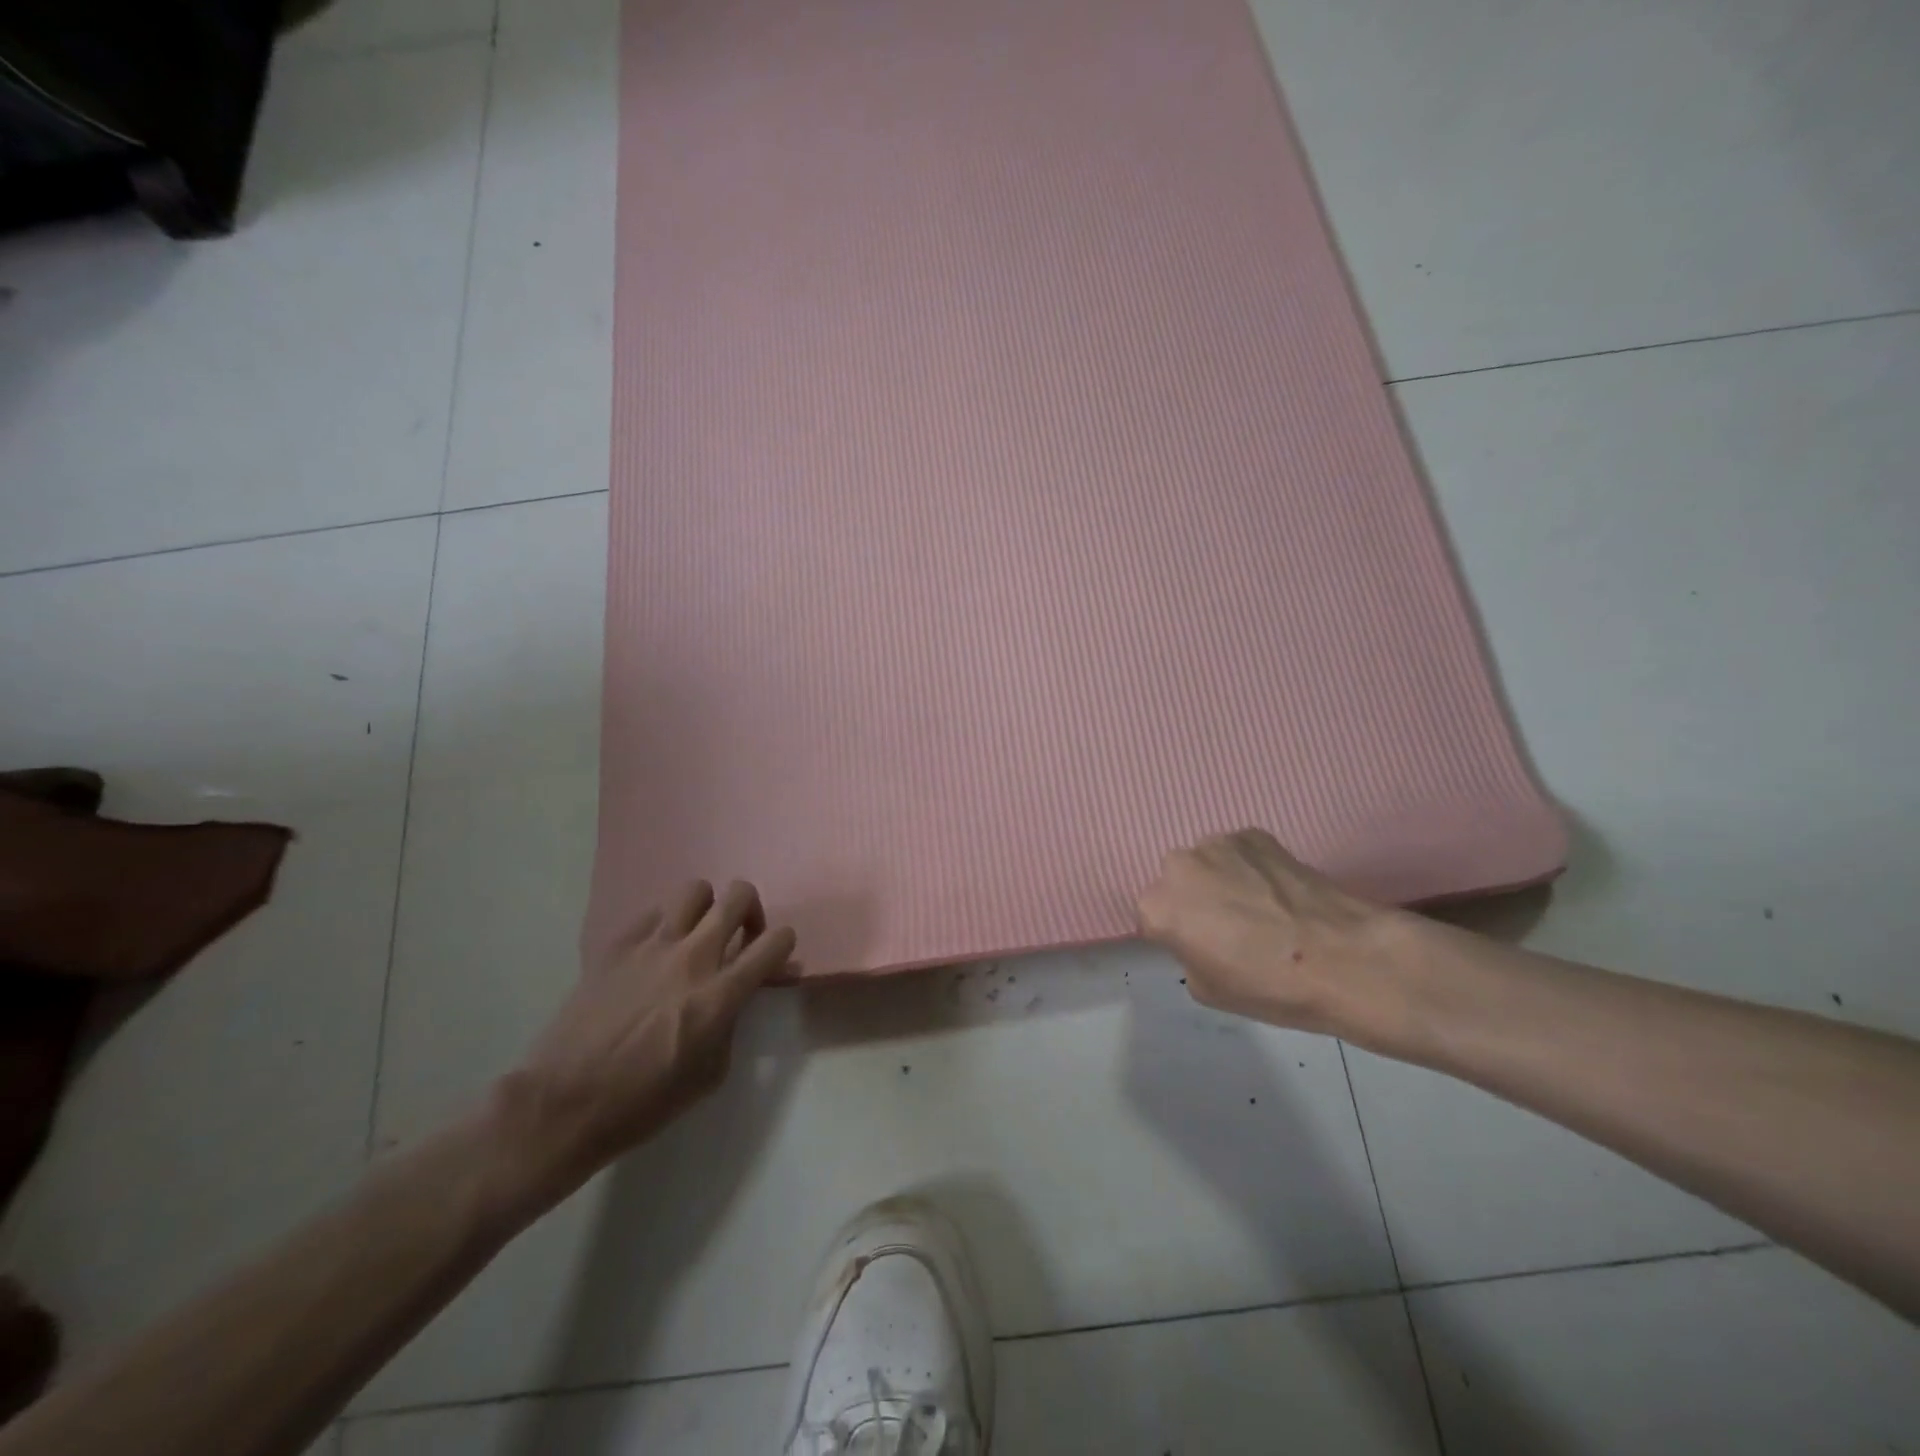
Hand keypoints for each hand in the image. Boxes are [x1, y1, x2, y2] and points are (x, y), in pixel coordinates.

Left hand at [491, 880, 796, 1196]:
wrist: (564, 1104)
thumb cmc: (643, 1103)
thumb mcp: (710, 1074)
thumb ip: (732, 1023)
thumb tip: (736, 997)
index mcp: (721, 994)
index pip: (775, 942)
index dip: (783, 945)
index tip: (773, 959)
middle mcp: (693, 957)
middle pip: (739, 896)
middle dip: (750, 912)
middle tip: (739, 938)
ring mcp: (652, 945)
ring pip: (696, 890)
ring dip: (705, 910)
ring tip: (695, 937)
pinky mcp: (617, 945)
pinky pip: (652, 914)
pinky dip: (664, 927)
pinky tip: (653, 956)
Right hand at [1136, 829, 1394, 1034]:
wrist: (1345, 957)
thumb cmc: (1270, 986)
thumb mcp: (1208, 989)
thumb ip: (1187, 953)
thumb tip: (1201, 935)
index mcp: (1158, 907)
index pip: (1153, 918)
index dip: (1178, 935)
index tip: (1204, 949)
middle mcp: (1178, 865)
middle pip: (1177, 883)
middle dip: (1195, 899)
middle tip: (1231, 927)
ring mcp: (1217, 843)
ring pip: (1208, 863)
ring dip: (1222, 879)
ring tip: (1261, 907)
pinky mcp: (1253, 833)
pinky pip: (1240, 852)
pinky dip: (1252, 867)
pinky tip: (1279, 892)